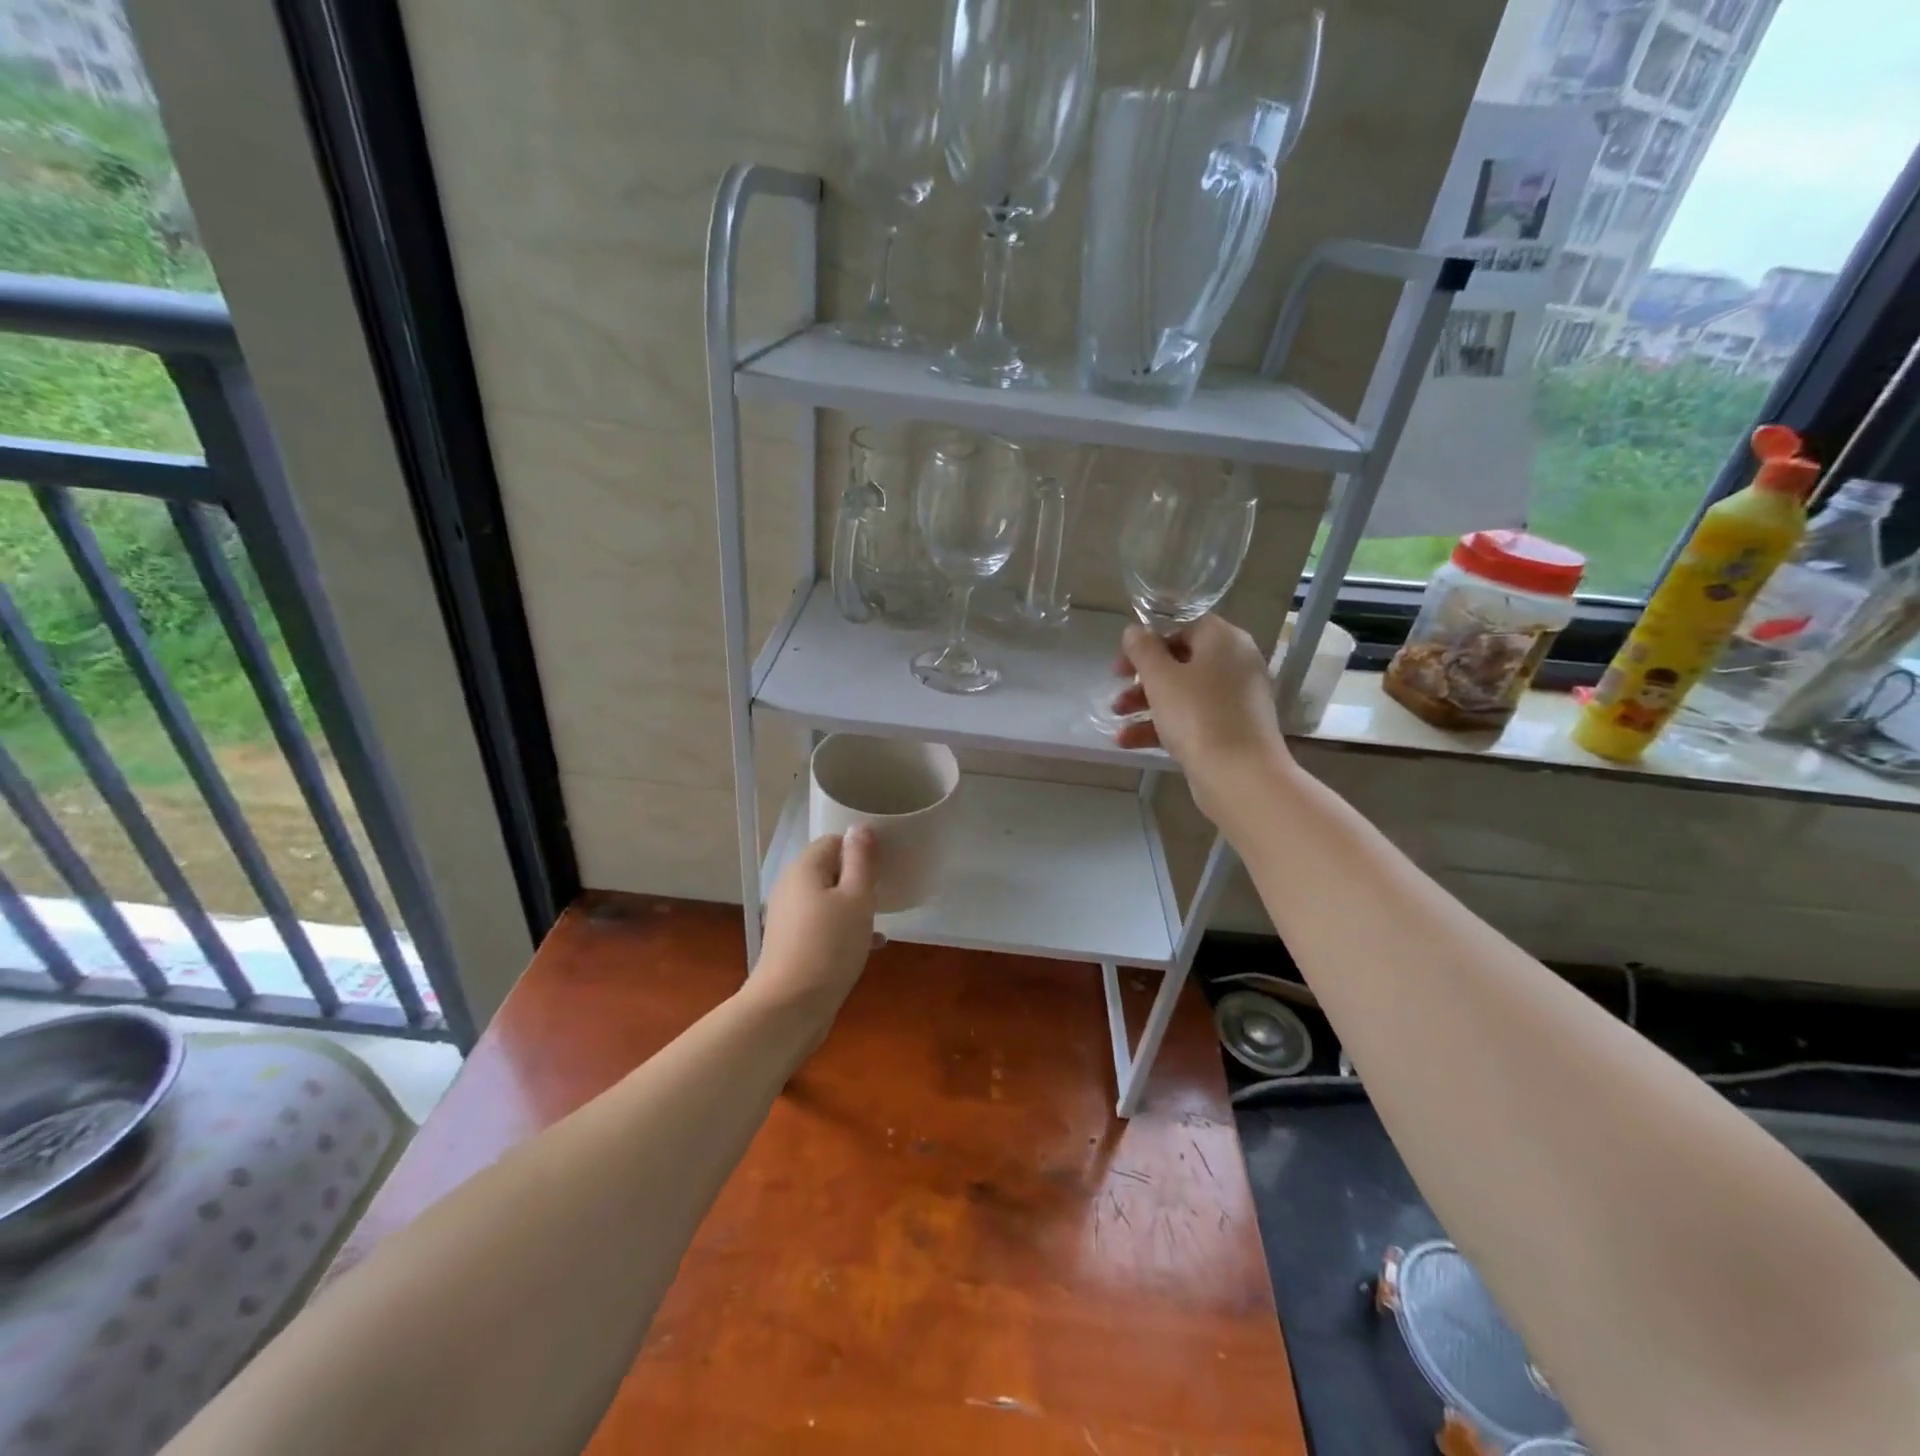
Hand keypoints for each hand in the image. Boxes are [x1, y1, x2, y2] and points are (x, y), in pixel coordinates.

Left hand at [751, 827, 879, 1023]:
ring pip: (828, 900)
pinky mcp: (792, 944)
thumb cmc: (829, 946)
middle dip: (859, 879)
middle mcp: (791, 888)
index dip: (860, 849)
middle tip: (885, 893)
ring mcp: (789, 918)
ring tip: (881, 919)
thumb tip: (860, 827)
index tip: (885, 866)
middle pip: (830, 870)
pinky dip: (844, 929)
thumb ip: (861, 860)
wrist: (790, 1008)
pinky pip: (824, 925)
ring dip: (854, 906)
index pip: (834, 841)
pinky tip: (870, 946)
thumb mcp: (857, 899)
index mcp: (804, 869)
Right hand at [1111, 616, 1293, 823]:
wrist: (1240, 776)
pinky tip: (1127, 741)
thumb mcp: (1161, 677)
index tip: (1124, 660)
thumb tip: (1135, 631)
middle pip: (1181, 661)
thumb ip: (1143, 649)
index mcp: (1224, 640)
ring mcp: (1235, 698)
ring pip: (1183, 692)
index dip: (1149, 640)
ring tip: (1116, 718)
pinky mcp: (1230, 729)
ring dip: (1145, 703)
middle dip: (1143, 678)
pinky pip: (1192, 718)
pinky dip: (1162, 726)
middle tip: (1116, 688)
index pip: (1184, 626)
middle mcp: (1235, 663)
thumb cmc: (1198, 716)